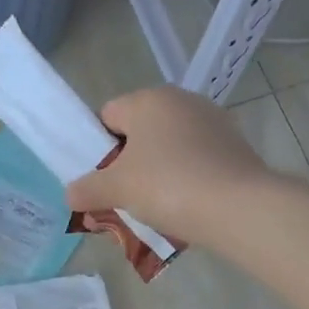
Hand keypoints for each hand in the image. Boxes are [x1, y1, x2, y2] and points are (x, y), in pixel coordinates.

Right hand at [64, 87, 277, 246]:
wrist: (238, 207)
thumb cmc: (168, 186)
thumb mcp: (117, 190)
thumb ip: (87, 189)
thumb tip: (70, 194)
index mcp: (149, 100)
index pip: (108, 115)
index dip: (97, 148)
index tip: (100, 180)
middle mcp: (182, 101)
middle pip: (140, 132)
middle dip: (128, 164)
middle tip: (123, 198)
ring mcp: (213, 122)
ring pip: (170, 147)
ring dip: (158, 173)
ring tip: (155, 209)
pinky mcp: (235, 146)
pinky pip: (197, 160)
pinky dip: (187, 179)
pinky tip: (186, 207)